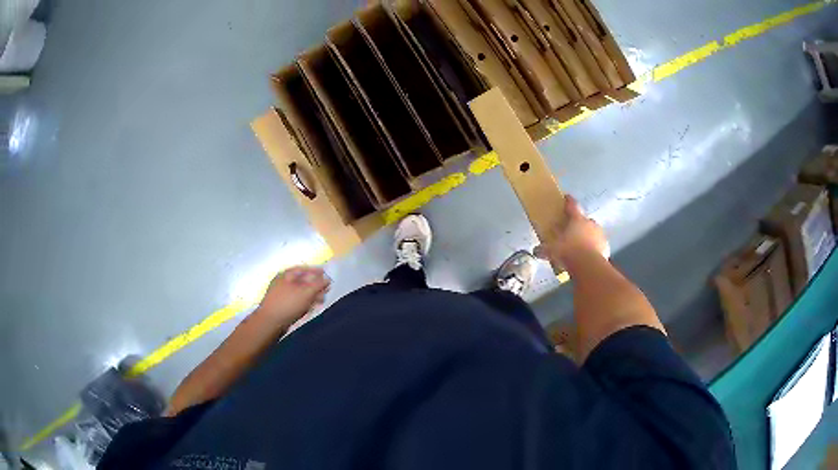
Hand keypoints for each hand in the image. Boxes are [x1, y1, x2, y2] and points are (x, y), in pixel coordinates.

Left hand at [256, 266, 330, 326]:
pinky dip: (304, 303)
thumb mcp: (306, 292)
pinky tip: (310, 308)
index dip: (315, 271)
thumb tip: (327, 279)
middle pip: (302, 281)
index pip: (303, 269)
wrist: (269, 322)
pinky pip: (295, 301)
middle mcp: (282, 282)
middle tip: (325, 291)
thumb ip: (318, 284)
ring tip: (320, 301)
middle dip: (315, 286)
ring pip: (299, 292)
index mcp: (286, 274)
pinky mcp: (281, 306)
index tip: (326, 274)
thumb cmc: (288, 304)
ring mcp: (280, 294)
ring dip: (311, 296)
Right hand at [534, 196, 609, 266]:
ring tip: (581, 246)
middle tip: (573, 231)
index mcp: (577, 219)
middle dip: (579, 224)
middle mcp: (590, 223)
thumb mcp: (552, 251)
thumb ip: (544, 249)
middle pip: (584, 219)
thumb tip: (535, 251)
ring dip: (588, 236)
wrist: (589, 266)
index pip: (572, 205)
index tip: (566, 197)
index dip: (568, 201)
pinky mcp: (606, 246)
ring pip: (593, 232)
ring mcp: (600, 234)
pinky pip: (599, 244)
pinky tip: (589, 255)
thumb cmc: (569, 252)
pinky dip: (595, 248)